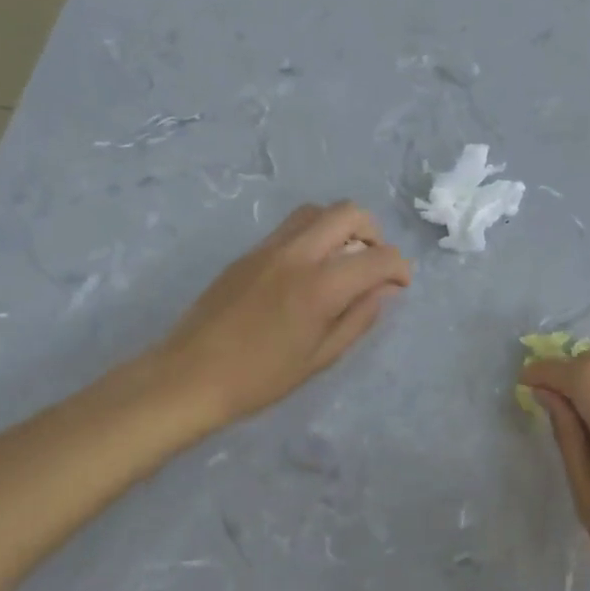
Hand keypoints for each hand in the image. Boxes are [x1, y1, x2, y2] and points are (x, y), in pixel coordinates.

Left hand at [152, 203, 411, 436]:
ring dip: (340, 227)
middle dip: (373, 233)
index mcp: (319, 287)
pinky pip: (290, 228)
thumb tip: (386, 290)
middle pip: (348, 213)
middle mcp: (296, 255)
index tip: (400, 284)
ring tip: (342, 262)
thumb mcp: (320, 358)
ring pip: (316, 212)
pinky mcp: (248, 253)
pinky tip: (309, 271)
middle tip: (372, 265)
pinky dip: (313, 235)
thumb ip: (358, 318)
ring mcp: (268, 249)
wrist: (189, 377)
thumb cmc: (260, 379)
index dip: (399, 267)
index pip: (377, 257)